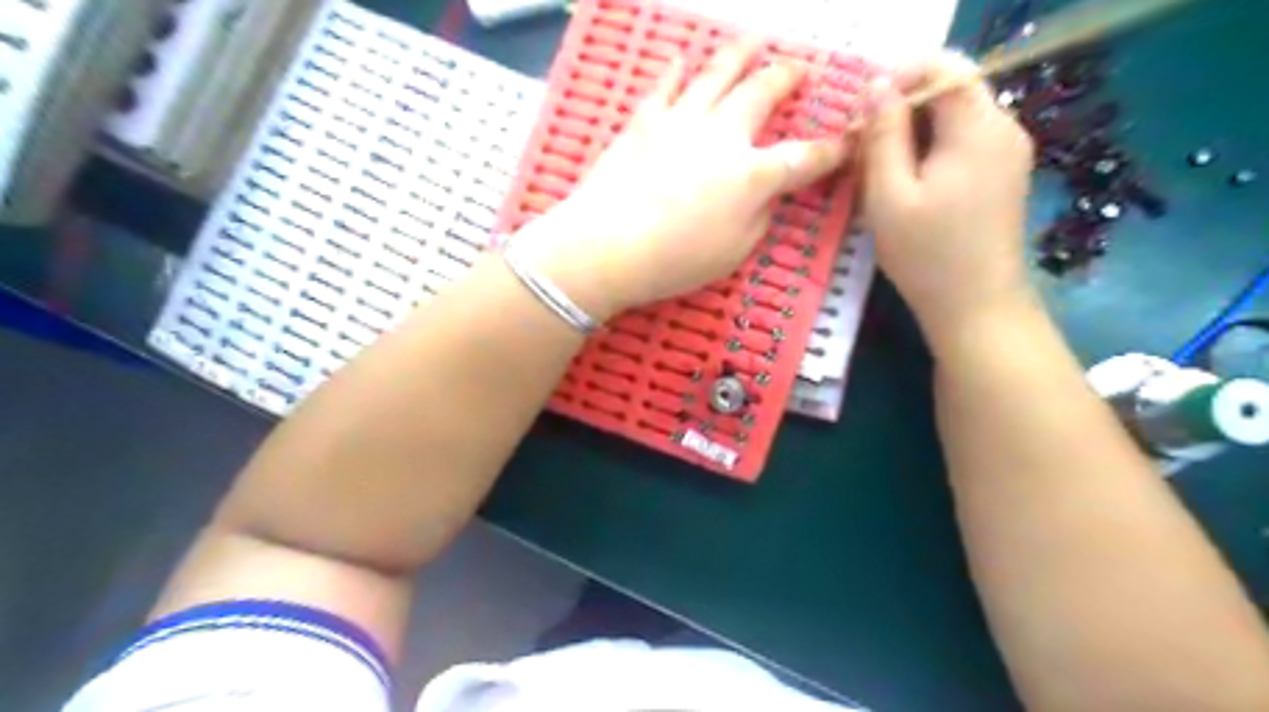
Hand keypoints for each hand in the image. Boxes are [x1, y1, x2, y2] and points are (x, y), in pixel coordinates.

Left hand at [510, 42, 846, 318]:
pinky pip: (665, 87)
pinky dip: (677, 71)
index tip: (847, 142)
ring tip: (755, 41)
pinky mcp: (644, 122)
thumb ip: (757, 217)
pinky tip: (683, 58)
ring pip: (717, 75)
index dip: (831, 152)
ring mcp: (682, 122)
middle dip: (786, 78)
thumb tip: (762, 195)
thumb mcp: (734, 252)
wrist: (606, 246)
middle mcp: (723, 136)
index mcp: (753, 175)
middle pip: (761, 94)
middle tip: (798, 68)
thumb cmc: (675, 260)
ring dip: (741, 54)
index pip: (804, 158)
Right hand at [858, 51, 1034, 345]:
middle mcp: (1003, 128)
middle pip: (950, 90)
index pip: (944, 66)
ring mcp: (1007, 152)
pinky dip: (929, 149)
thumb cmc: (926, 255)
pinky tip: (906, 184)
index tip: (863, 115)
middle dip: (901, 108)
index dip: (899, 78)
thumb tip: (875, 87)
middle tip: (862, 147)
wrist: (976, 307)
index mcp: (978, 127)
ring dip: (912, 131)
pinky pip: (962, 141)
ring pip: (953, 117)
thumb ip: (882, 135)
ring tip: (877, 169)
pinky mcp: (1002, 174)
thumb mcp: (889, 195)